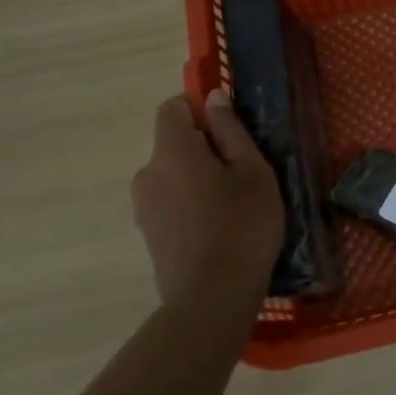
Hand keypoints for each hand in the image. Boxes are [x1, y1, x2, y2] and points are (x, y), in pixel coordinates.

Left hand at [131, 90, 283, 309]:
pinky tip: (219, 228)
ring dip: (199, 178)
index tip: (231, 130)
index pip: (172, 107)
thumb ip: (230, 130)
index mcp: (171, 150)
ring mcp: (143, 206)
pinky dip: (192, 204)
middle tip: (244, 173)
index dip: (199, 109)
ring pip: (174, 175)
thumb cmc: (242, 224)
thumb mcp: (252, 171)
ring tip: (235, 205)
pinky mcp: (149, 234)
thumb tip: (212, 97)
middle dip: (205, 148)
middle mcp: (147, 173)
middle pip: (174, 143)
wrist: (212, 297)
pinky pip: (171, 202)